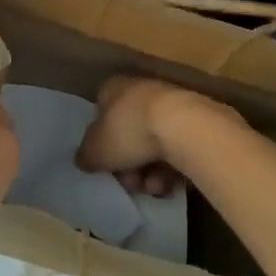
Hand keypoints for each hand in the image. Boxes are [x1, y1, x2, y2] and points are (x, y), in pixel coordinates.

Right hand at [76, 75, 238, 198]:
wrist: (183, 127)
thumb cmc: (130, 131)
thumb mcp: (96, 150)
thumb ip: (86, 155)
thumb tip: (84, 159)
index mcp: (113, 87)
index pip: (100, 113)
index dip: (101, 142)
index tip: (106, 165)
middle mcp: (138, 90)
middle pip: (127, 134)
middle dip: (128, 166)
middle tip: (131, 183)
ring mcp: (166, 104)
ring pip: (151, 145)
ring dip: (149, 172)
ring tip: (154, 187)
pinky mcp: (190, 121)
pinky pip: (173, 149)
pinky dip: (170, 168)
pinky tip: (170, 183)